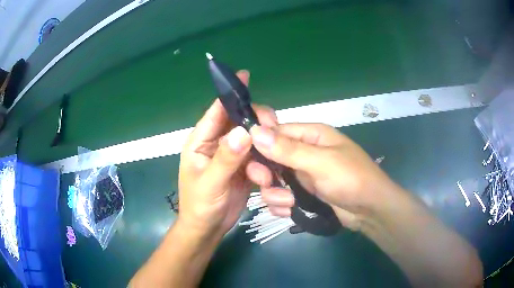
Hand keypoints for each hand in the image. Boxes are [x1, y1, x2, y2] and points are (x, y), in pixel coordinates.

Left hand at [178, 70, 277, 238]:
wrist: (208, 228)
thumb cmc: (200, 205)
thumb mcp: (210, 183)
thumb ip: (225, 158)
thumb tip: (244, 131)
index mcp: (200, 141)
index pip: (216, 111)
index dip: (229, 94)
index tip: (245, 76)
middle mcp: (216, 143)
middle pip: (237, 120)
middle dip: (254, 118)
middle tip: (272, 125)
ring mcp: (231, 155)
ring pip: (250, 136)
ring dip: (262, 137)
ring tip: (277, 141)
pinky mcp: (243, 166)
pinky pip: (257, 153)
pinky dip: (266, 152)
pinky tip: (276, 155)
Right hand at [246, 123, 395, 230]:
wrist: (370, 210)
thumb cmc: (351, 179)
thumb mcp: (321, 162)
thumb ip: (288, 149)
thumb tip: (254, 131)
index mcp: (310, 135)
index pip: (275, 131)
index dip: (259, 143)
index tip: (246, 159)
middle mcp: (304, 152)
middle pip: (270, 157)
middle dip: (265, 173)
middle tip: (267, 183)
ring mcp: (302, 175)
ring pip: (273, 180)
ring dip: (275, 193)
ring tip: (289, 203)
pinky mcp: (303, 193)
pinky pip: (281, 196)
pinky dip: (281, 205)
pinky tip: (289, 211)